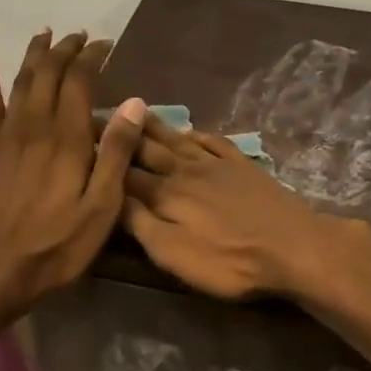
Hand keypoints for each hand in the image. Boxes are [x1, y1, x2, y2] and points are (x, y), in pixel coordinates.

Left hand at [0, 30, 146, 333]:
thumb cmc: (56, 246)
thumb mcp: (101, 207)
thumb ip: (116, 152)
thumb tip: (133, 102)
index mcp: (67, 138)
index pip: (80, 81)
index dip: (92, 57)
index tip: (106, 44)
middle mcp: (34, 127)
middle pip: (48, 74)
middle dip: (64, 50)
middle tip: (79, 36)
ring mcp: (5, 138)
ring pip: (20, 83)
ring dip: (34, 56)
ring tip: (44, 35)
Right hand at [119, 115, 348, 299]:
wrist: (293, 247)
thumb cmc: (229, 261)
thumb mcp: (173, 254)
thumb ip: (139, 224)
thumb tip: (109, 196)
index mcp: (164, 194)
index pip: (122, 171)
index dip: (100, 156)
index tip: (77, 137)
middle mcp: (185, 171)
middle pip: (147, 148)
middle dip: (121, 133)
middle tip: (97, 113)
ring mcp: (217, 165)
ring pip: (177, 139)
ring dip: (154, 125)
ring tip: (135, 109)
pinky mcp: (243, 166)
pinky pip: (213, 141)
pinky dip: (196, 134)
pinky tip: (190, 131)